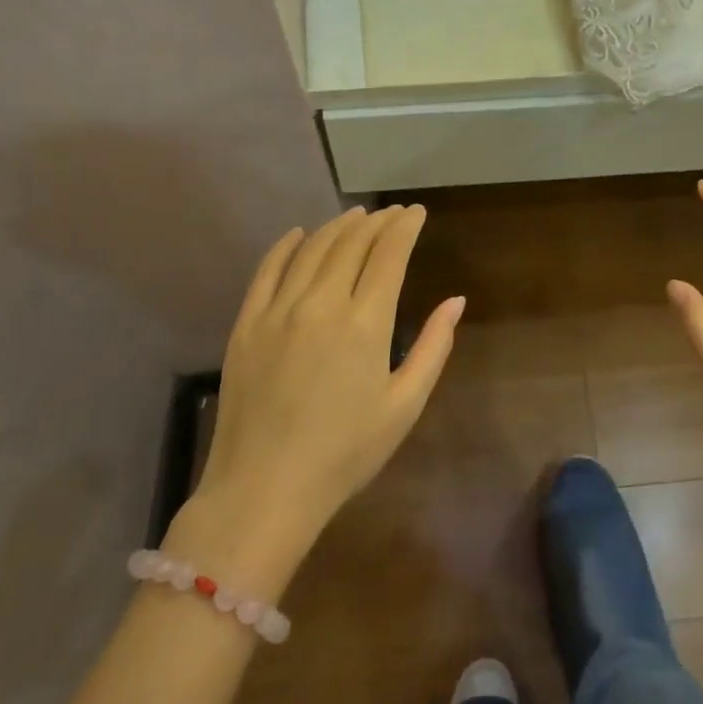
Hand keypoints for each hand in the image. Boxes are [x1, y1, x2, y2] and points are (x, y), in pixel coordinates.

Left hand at [171, 207, 463, 590]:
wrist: (263, 490)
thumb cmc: (345, 454)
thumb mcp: (404, 406)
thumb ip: (434, 347)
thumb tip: (455, 300)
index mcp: (365, 322)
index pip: (389, 253)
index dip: (405, 226)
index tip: (416, 212)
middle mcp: (321, 302)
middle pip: (352, 242)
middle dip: (377, 221)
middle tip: (391, 213)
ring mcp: (278, 309)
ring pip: (312, 248)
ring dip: (338, 226)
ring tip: (356, 216)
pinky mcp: (247, 323)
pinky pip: (268, 269)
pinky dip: (286, 245)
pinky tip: (299, 234)